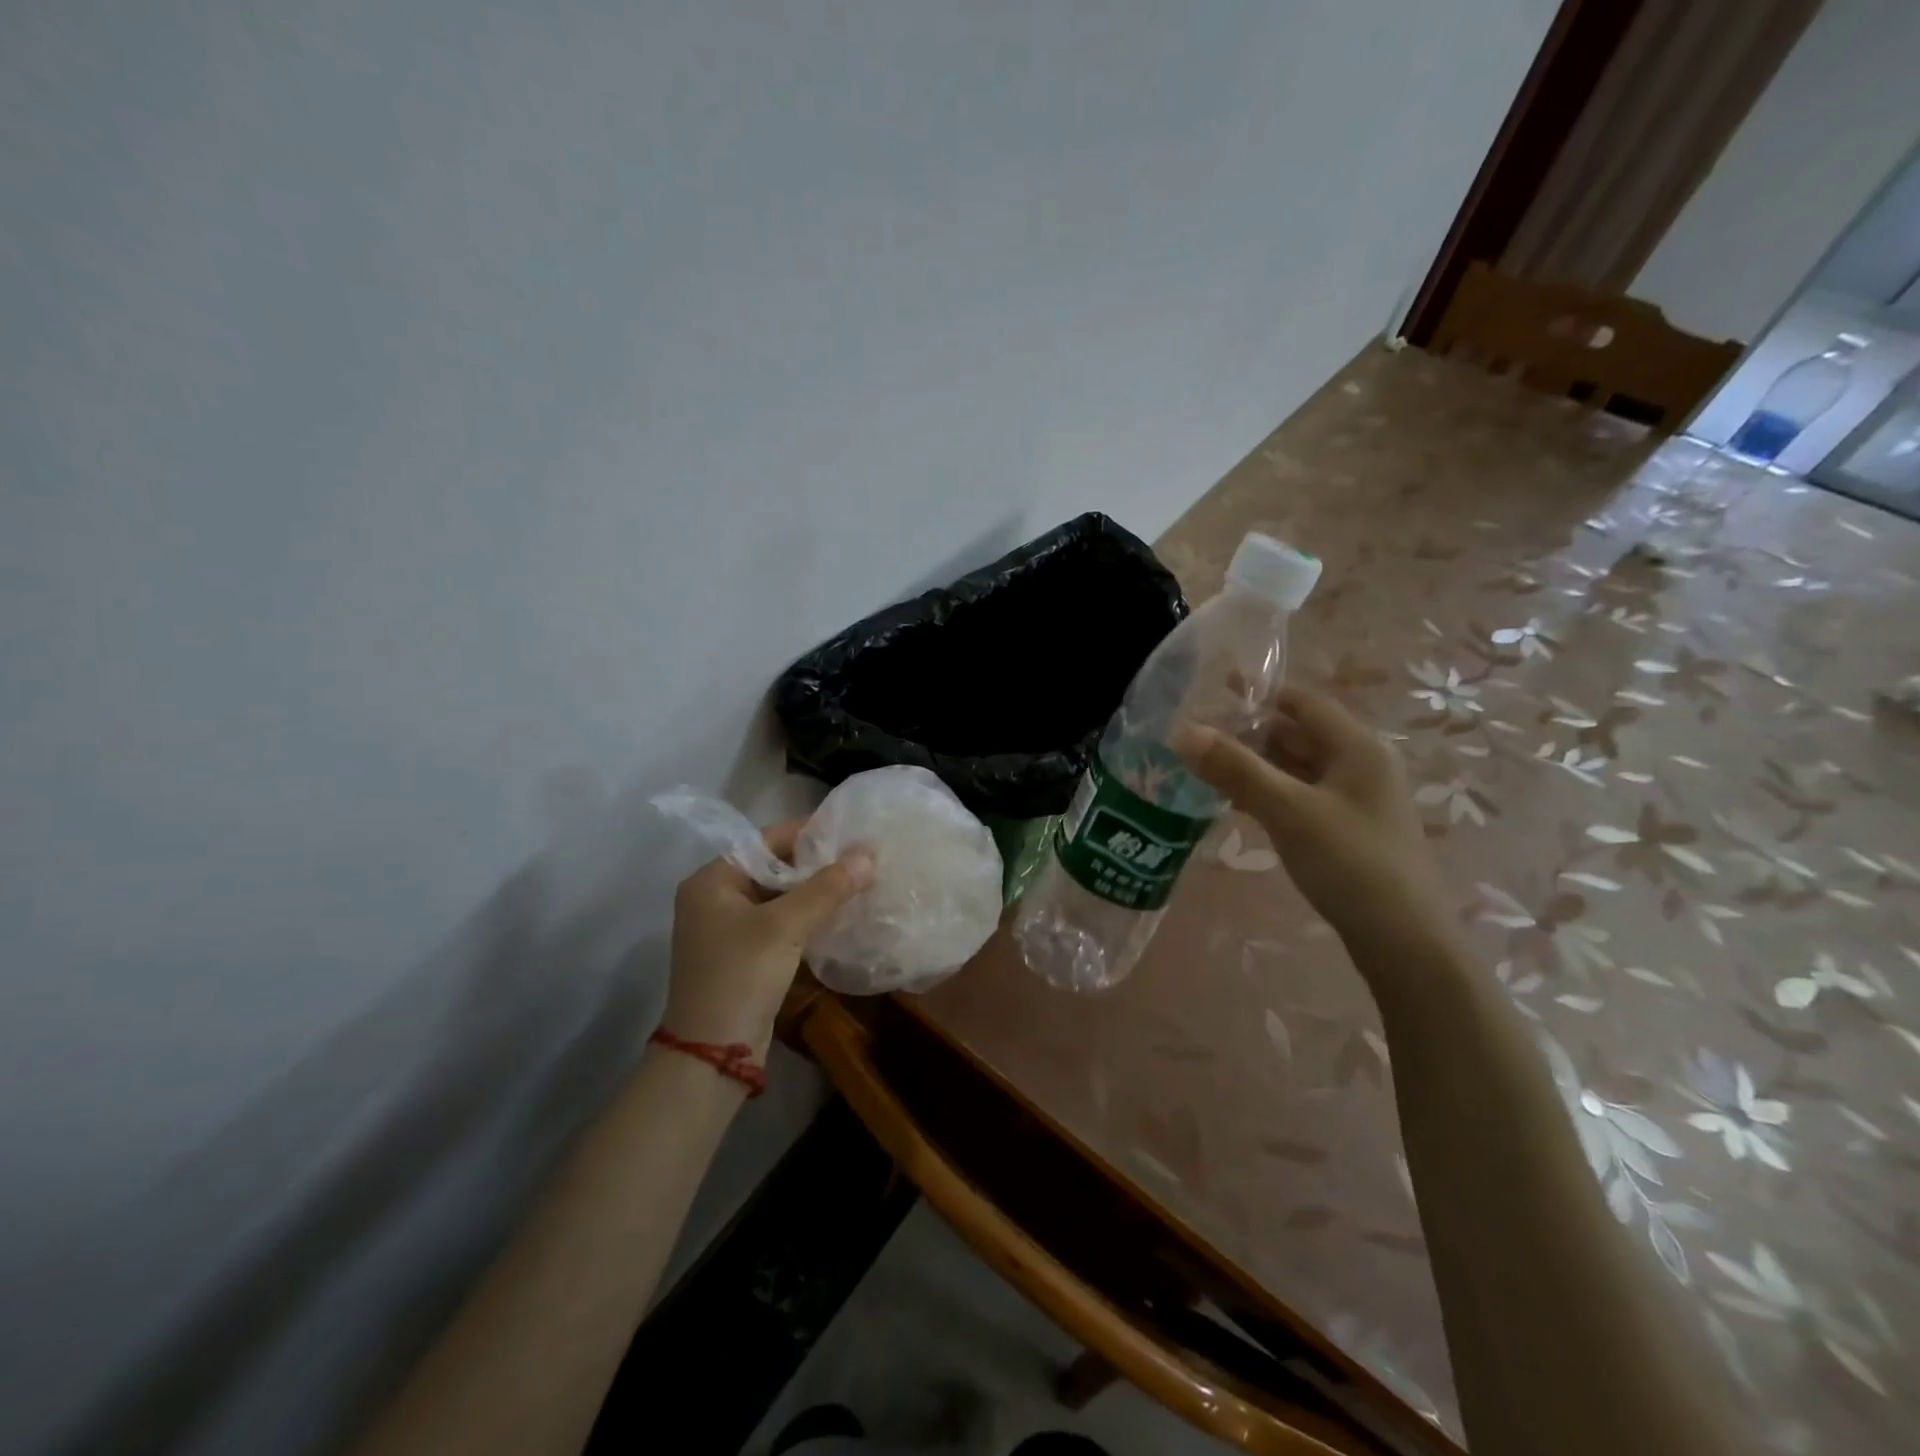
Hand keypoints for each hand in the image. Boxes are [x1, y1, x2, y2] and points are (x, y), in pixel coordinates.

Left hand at [665, 821, 874, 1056]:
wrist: (713, 1054)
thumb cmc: (741, 976)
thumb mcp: (785, 926)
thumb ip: (828, 887)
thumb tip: (868, 853)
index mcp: (711, 880)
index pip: (764, 840)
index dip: (806, 833)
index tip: (848, 831)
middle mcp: (714, 898)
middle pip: (772, 867)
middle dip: (814, 864)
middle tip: (859, 857)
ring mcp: (726, 929)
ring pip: (778, 897)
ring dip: (813, 891)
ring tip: (857, 881)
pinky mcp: (742, 955)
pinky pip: (778, 922)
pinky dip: (805, 916)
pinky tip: (838, 914)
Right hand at [1176, 686, 1451, 959]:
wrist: (1403, 940)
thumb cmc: (1349, 862)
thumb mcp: (1288, 810)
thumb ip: (1236, 769)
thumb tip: (1184, 733)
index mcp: (1357, 747)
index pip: (1302, 701)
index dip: (1258, 694)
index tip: (1210, 694)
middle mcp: (1360, 764)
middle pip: (1298, 734)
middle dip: (1249, 733)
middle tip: (1197, 737)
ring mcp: (1355, 799)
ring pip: (1296, 768)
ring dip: (1255, 765)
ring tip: (1205, 768)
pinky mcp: (1346, 829)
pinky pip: (1300, 796)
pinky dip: (1269, 793)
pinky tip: (1237, 804)